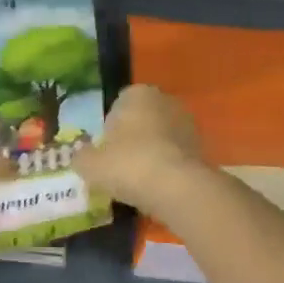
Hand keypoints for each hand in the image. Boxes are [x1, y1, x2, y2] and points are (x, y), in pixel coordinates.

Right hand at [72, 84, 203, 215]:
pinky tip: (157, 188)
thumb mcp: (90, 164)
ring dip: (151, 154)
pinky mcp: (203, 148)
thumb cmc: (128, 164)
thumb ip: (81, 157)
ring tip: (138, 181)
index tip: (104, 151)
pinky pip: (175, 156)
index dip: (109, 129)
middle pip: (141, 120)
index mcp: (137, 94)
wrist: (178, 188)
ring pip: (160, 138)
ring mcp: (188, 124)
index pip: (118, 105)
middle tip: (119, 166)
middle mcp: (165, 100)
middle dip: (132, 139)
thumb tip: (80, 157)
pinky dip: (167, 168)